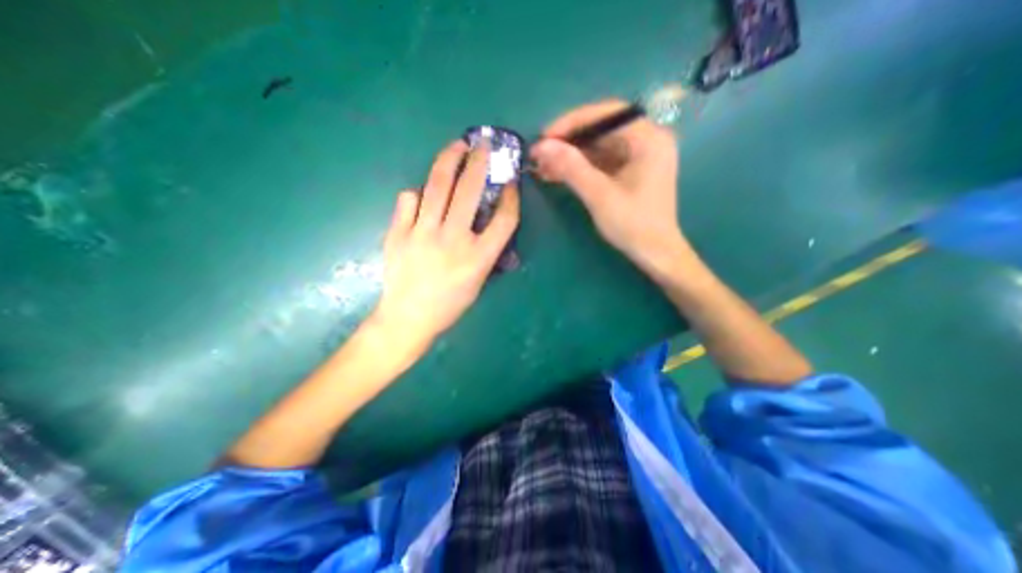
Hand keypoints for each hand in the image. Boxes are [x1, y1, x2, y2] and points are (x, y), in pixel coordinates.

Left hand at [371, 137, 520, 355]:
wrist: (408, 318)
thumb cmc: (449, 304)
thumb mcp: (478, 281)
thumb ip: (485, 251)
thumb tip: (484, 221)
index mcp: (478, 258)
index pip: (504, 220)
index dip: (511, 197)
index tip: (511, 182)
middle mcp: (453, 240)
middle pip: (469, 191)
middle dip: (479, 161)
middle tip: (482, 142)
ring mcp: (422, 234)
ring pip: (437, 186)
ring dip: (448, 160)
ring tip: (455, 147)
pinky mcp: (398, 233)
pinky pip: (409, 200)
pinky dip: (417, 194)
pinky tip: (421, 197)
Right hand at [526, 98, 685, 273]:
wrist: (655, 254)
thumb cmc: (633, 225)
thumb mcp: (599, 195)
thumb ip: (572, 168)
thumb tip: (542, 146)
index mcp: (648, 138)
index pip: (606, 115)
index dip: (571, 123)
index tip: (544, 137)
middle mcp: (646, 140)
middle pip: (601, 130)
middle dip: (568, 143)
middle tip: (539, 154)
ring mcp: (638, 157)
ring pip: (597, 147)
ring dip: (570, 157)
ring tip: (542, 167)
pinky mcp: (630, 172)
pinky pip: (600, 162)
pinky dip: (580, 168)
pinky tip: (557, 174)